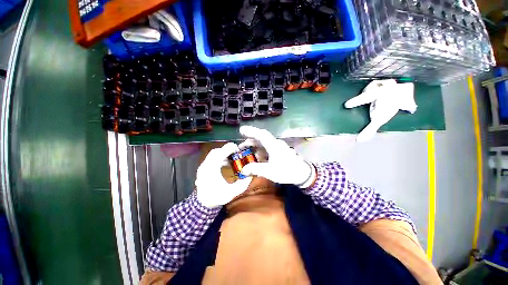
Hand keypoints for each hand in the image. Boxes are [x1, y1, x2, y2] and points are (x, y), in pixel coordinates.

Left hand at [196, 143, 252, 207]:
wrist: (203, 203)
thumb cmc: (216, 197)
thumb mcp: (231, 192)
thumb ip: (242, 184)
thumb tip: (250, 176)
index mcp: (211, 169)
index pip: (219, 153)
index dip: (229, 149)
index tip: (237, 149)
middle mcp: (205, 165)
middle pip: (216, 151)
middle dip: (227, 150)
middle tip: (236, 153)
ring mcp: (203, 166)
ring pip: (213, 154)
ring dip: (223, 154)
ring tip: (232, 159)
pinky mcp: (203, 168)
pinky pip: (212, 158)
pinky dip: (220, 158)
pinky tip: (226, 164)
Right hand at [239, 126, 314, 186]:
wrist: (302, 174)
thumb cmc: (286, 171)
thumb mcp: (270, 171)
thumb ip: (255, 169)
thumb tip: (243, 170)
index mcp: (274, 146)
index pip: (261, 134)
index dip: (251, 131)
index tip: (241, 130)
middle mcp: (275, 144)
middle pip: (261, 138)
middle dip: (250, 141)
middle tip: (240, 147)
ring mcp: (278, 147)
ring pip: (263, 144)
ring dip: (254, 147)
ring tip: (246, 153)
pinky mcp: (279, 151)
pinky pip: (267, 148)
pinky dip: (260, 151)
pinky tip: (257, 157)